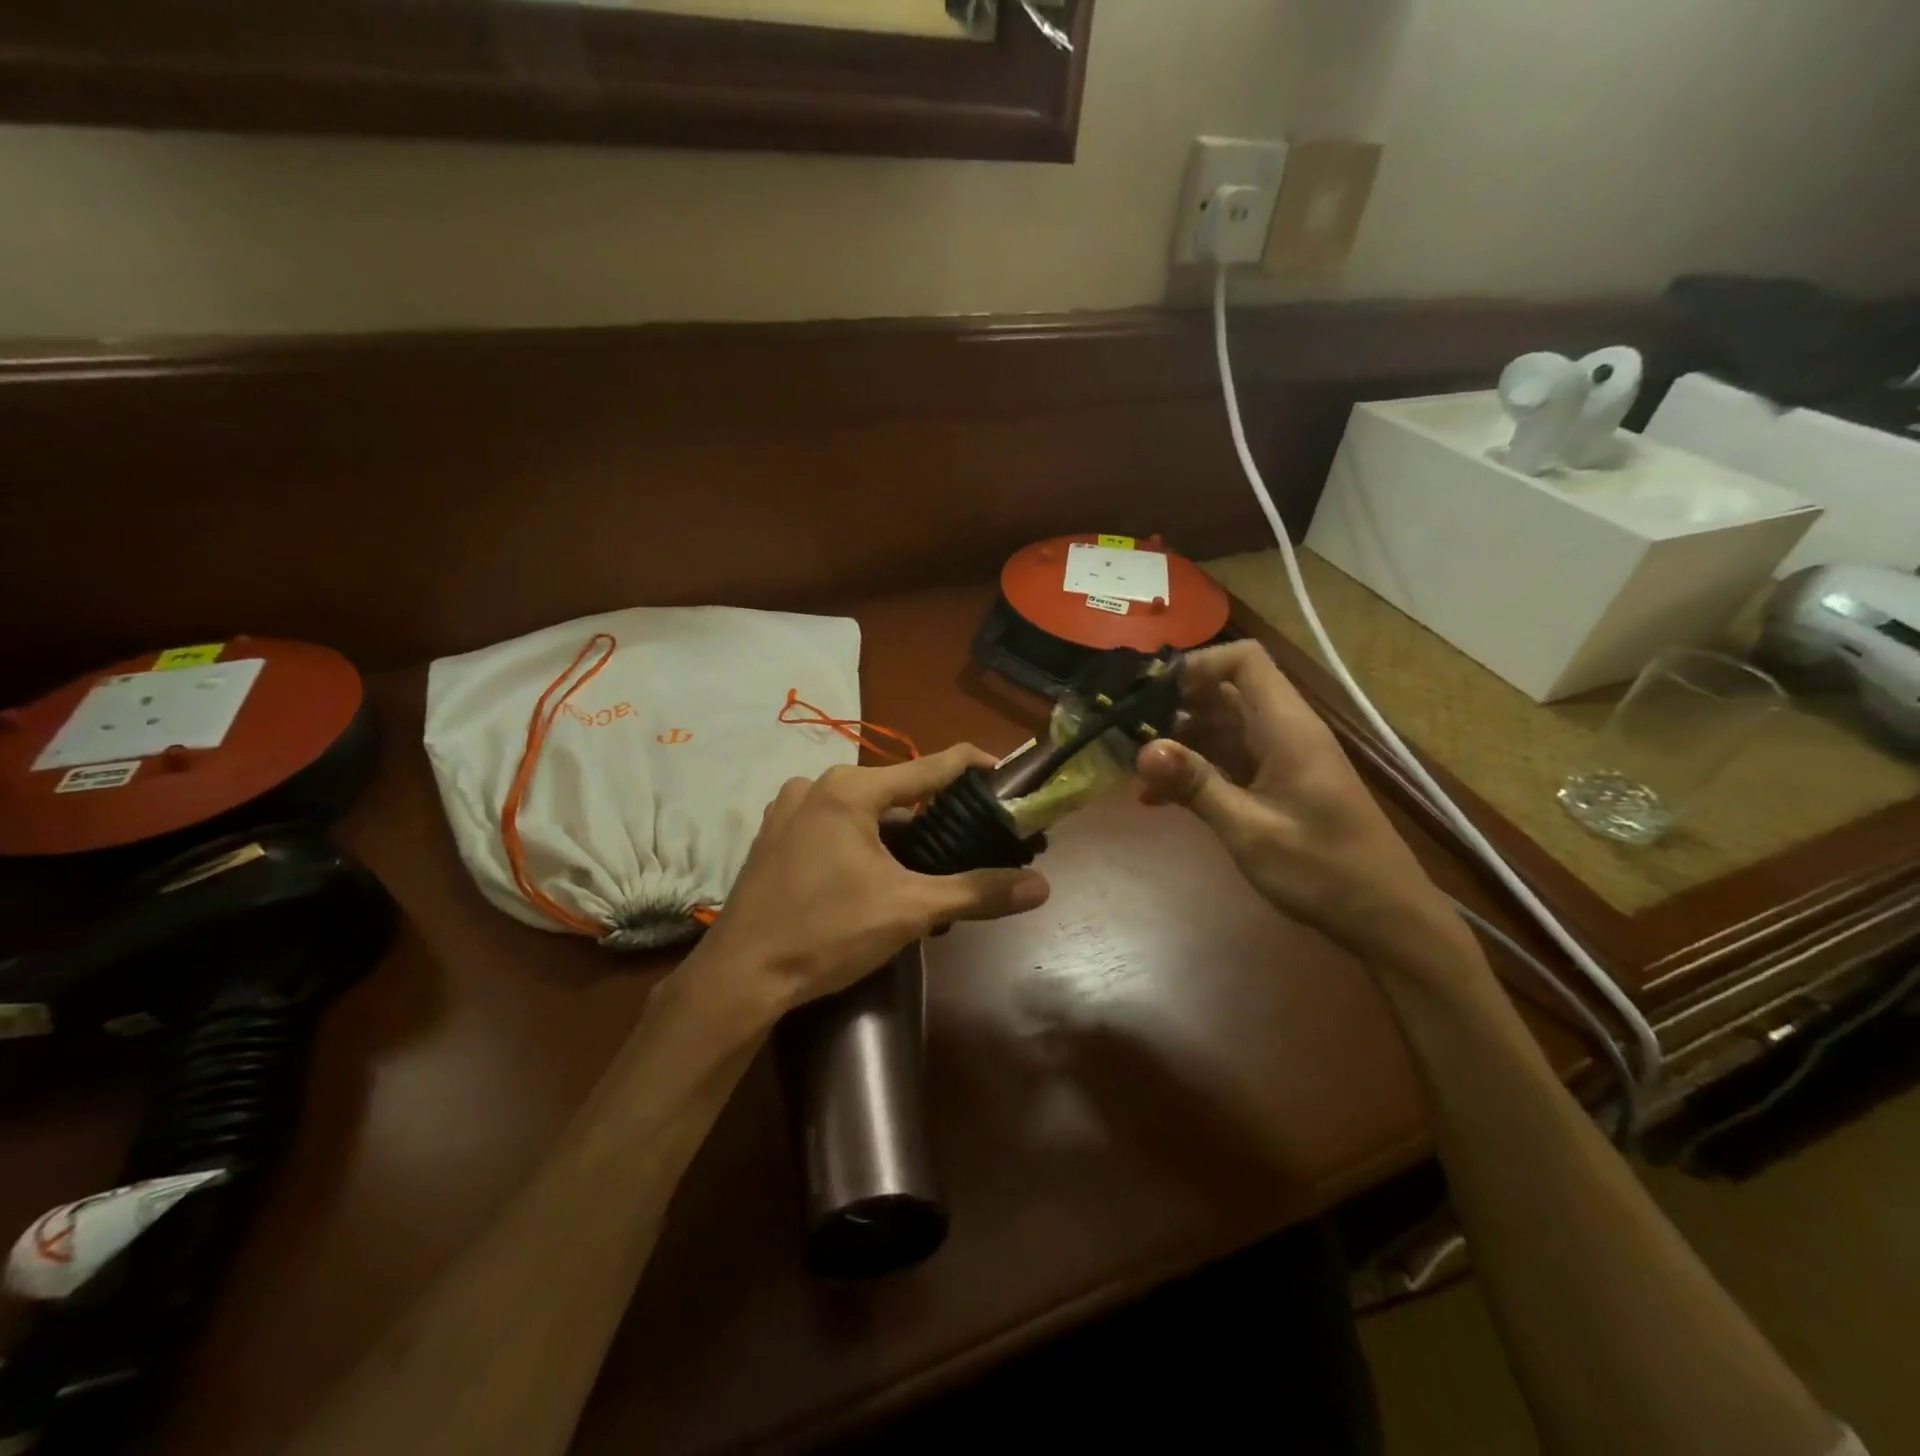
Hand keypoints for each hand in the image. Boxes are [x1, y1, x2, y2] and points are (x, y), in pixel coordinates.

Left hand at [688, 746, 1050, 1014]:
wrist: (740, 977)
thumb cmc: (827, 933)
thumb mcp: (910, 911)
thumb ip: (976, 892)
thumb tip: (1041, 887)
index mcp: (851, 789)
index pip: (929, 765)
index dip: (972, 765)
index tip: (1004, 770)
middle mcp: (817, 785)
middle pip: (895, 790)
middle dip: (933, 813)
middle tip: (970, 839)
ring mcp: (788, 809)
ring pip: (862, 809)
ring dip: (896, 832)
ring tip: (927, 866)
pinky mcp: (774, 836)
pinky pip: (833, 825)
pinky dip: (862, 841)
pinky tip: (876, 875)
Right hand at [1134, 642, 1446, 956]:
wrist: (1385, 918)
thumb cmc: (1323, 870)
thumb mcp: (1251, 830)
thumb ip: (1197, 785)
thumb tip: (1144, 749)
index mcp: (1286, 727)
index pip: (1244, 660)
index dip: (1197, 665)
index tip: (1151, 695)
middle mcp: (1284, 731)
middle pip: (1225, 692)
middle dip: (1175, 707)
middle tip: (1129, 736)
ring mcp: (1281, 758)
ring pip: (1221, 727)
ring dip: (1179, 744)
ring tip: (1137, 771)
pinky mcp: (1277, 784)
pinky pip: (1228, 760)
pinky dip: (1195, 771)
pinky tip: (1159, 799)